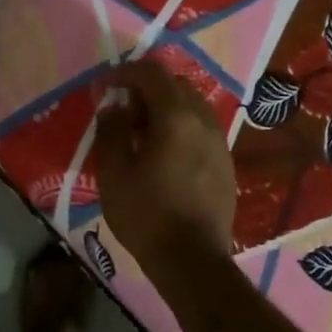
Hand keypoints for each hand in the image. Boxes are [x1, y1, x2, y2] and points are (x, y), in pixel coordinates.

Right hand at [92, 60, 235, 270]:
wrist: (192, 259)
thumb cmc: (146, 215)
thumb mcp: (114, 173)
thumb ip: (112, 131)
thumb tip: (113, 107)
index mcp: (176, 117)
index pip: (152, 73)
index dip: (126, 72)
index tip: (105, 86)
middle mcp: (204, 121)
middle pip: (176, 86)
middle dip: (147, 89)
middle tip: (123, 112)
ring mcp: (220, 142)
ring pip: (192, 107)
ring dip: (166, 109)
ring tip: (142, 135)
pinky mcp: (226, 163)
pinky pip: (201, 130)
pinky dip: (181, 128)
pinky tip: (165, 155)